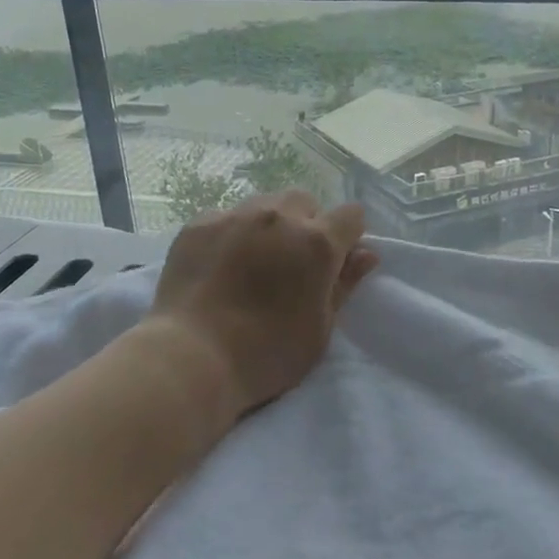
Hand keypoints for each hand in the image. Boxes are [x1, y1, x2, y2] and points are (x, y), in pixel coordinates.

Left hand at [151, 191, 378, 420]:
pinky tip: (220, 263)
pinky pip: (227, 216)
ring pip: (264, 204)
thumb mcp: (319, 329)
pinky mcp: (200, 222)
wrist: (192, 356)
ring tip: (254, 259)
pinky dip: (232, 232)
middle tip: (292, 262)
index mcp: (317, 242)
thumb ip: (344, 285)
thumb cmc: (267, 354)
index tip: (336, 260)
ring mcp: (235, 215)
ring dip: (269, 224)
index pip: (351, 216)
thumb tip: (366, 254)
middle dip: (306, 223)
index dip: (348, 236)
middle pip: (304, 201)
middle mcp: (279, 216)